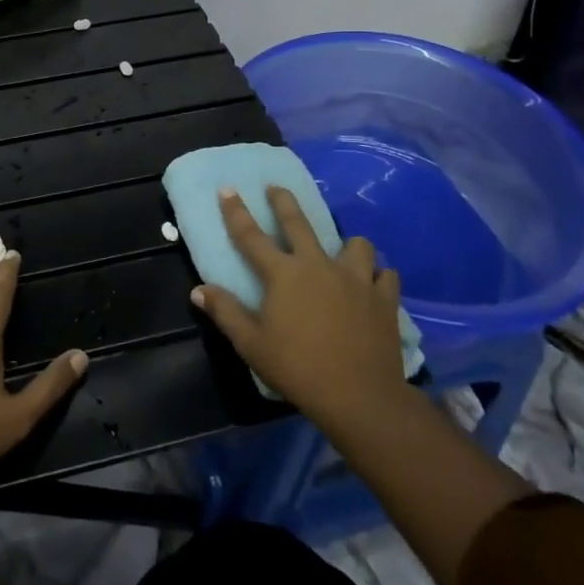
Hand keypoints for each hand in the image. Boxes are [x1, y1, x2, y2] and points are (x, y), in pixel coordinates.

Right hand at [191, 186, 407, 436]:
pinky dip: (378, 276)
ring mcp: (356, 279)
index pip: (251, 235)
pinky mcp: (384, 298)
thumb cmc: (298, 369)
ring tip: (342, 251)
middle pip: (299, 223)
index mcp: (283, 274)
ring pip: (355, 244)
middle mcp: (318, 265)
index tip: (227, 189)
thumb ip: (225, 313)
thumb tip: (199, 291)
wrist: (360, 396)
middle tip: (276, 188)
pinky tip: (374, 284)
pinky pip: (385, 275)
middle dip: (284, 202)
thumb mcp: (251, 344)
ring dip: (347, 244)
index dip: (236, 211)